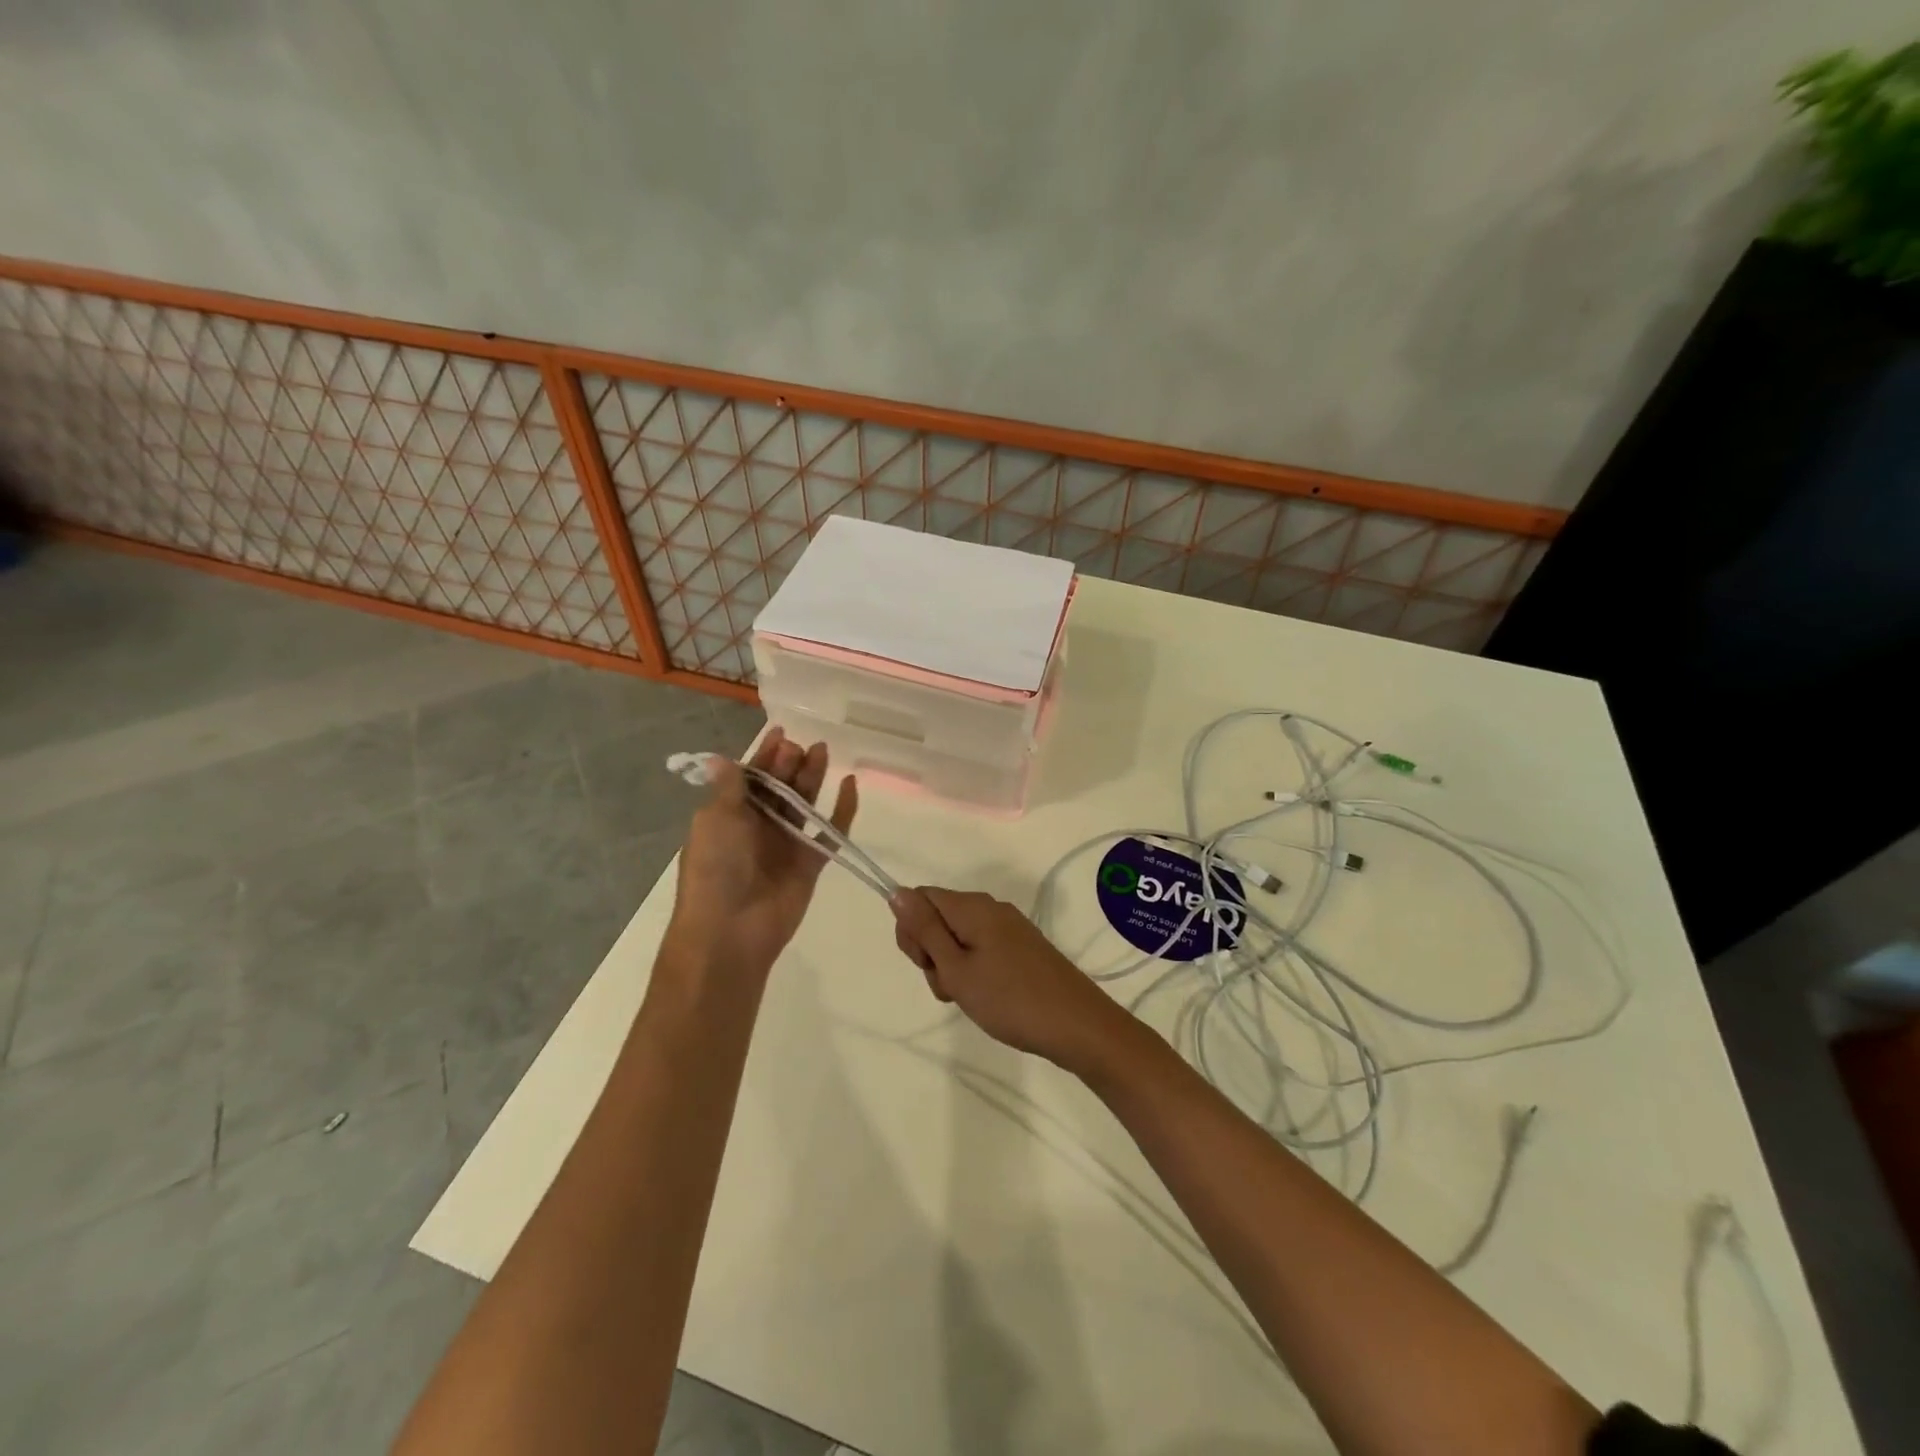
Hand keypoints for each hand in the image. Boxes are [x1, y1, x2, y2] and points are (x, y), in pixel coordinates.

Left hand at [670, 727, 856, 974]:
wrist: (730, 930)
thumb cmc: (716, 869)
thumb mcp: (715, 820)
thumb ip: (729, 788)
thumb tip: (720, 759)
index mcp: (730, 815)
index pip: (750, 777)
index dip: (764, 754)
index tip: (781, 732)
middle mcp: (758, 826)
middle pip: (779, 787)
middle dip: (789, 763)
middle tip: (803, 745)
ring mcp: (786, 844)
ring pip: (804, 803)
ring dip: (813, 777)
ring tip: (824, 751)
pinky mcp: (811, 863)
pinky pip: (831, 831)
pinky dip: (843, 810)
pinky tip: (851, 785)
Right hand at [890, 887, 1133, 1072]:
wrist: (1077, 1025)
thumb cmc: (1009, 998)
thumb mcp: (956, 968)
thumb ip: (925, 929)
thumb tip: (897, 891)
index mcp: (972, 906)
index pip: (921, 898)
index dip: (912, 930)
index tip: (925, 964)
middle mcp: (990, 908)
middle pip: (939, 917)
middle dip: (931, 952)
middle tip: (950, 985)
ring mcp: (1009, 927)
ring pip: (959, 938)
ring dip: (952, 967)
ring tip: (970, 997)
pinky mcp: (1022, 947)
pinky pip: (982, 949)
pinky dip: (975, 971)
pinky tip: (987, 997)